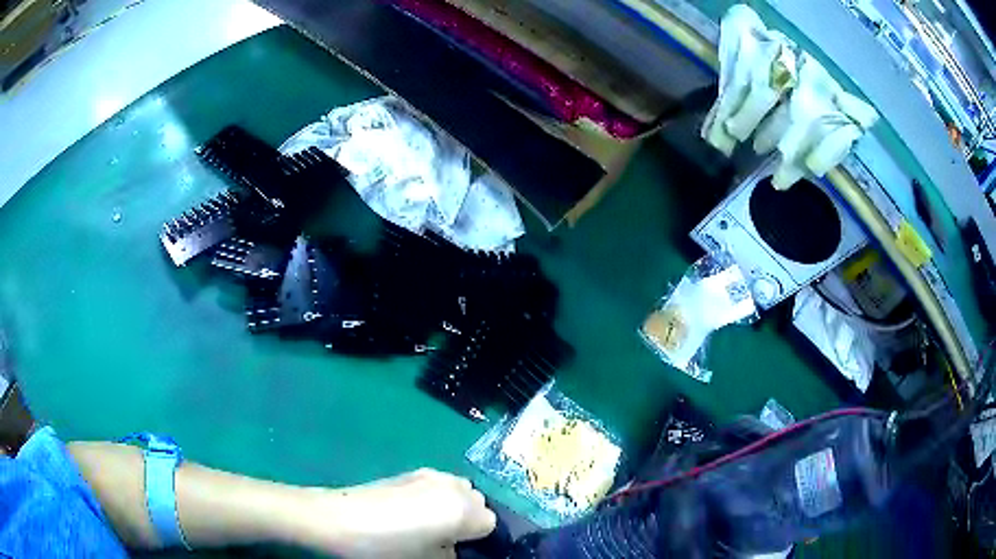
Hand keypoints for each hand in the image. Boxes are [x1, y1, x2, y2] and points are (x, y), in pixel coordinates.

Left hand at [294, 468, 496, 558]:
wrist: (336, 521)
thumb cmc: (387, 549)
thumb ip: (452, 555)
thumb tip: (451, 548)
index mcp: (463, 509)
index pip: (491, 522)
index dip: (476, 539)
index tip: (459, 549)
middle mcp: (452, 485)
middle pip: (477, 501)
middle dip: (467, 519)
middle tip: (444, 538)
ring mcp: (428, 474)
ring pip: (457, 489)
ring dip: (451, 505)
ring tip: (426, 524)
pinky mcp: (407, 472)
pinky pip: (436, 484)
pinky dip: (434, 497)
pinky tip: (408, 512)